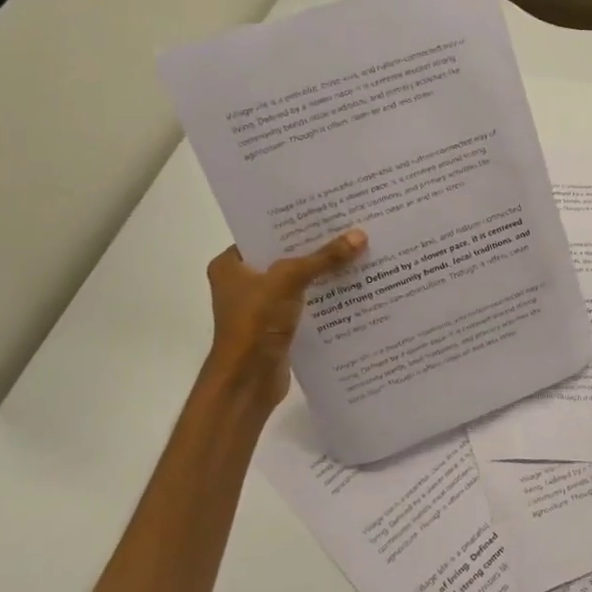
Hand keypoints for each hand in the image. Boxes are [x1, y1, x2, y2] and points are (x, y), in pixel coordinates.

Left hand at [203, 229, 366, 411]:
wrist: (247, 382)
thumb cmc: (255, 323)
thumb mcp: (289, 280)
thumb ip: (324, 258)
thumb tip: (360, 235)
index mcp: (230, 265)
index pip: (265, 233)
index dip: (295, 222)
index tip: (327, 209)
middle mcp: (243, 282)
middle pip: (285, 256)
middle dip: (316, 246)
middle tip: (350, 227)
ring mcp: (261, 306)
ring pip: (299, 280)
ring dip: (324, 272)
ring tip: (359, 252)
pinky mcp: (279, 326)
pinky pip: (307, 302)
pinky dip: (325, 296)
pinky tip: (354, 286)